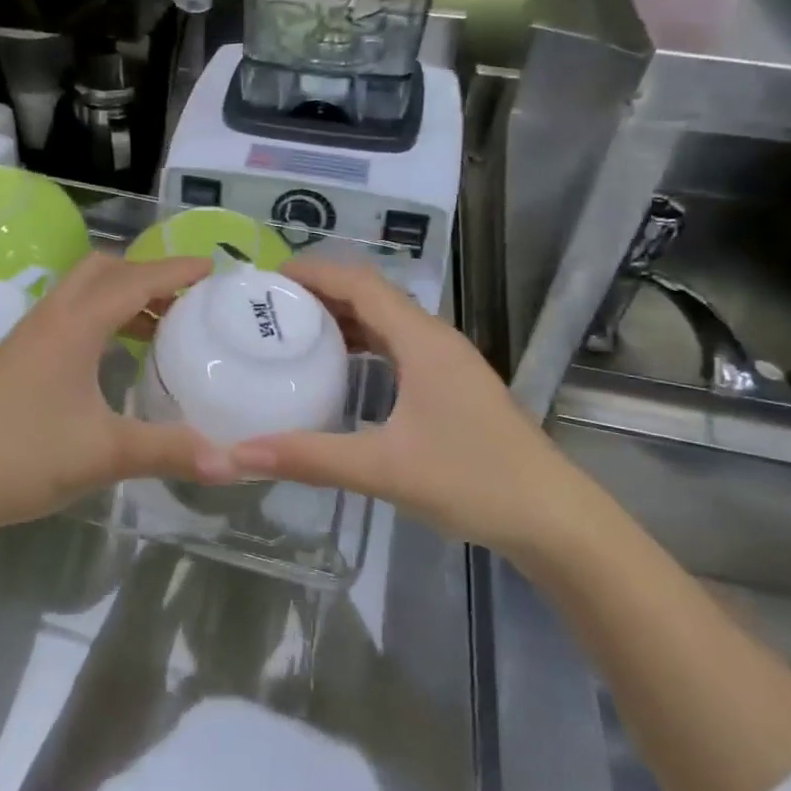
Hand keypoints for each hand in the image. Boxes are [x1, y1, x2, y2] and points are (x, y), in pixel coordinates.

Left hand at [0, 254, 235, 535]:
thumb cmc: (19, 455)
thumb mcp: (103, 454)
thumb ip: (169, 452)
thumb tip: (235, 462)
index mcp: (74, 325)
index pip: (135, 280)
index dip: (177, 271)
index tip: (214, 269)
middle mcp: (49, 318)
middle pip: (102, 271)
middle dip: (146, 275)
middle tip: (183, 302)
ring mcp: (25, 338)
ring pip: (80, 294)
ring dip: (120, 298)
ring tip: (156, 330)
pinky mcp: (11, 361)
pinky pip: (65, 319)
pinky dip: (98, 321)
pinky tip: (108, 362)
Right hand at [229, 259, 572, 551]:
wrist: (552, 518)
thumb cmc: (473, 481)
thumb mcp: (384, 468)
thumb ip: (310, 457)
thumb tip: (238, 454)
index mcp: (422, 341)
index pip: (361, 284)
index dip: (315, 272)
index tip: (268, 278)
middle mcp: (435, 340)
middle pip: (372, 296)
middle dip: (321, 293)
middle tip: (270, 307)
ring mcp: (448, 363)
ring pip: (387, 322)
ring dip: (343, 318)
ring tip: (294, 331)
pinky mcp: (452, 386)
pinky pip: (399, 347)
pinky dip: (364, 345)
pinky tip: (341, 370)